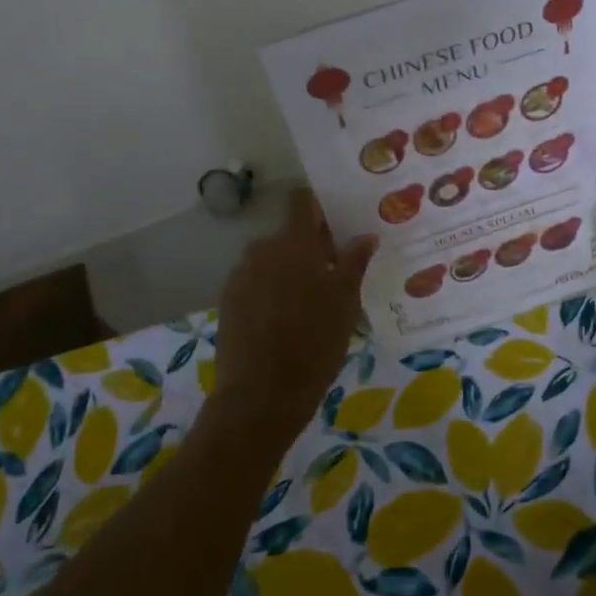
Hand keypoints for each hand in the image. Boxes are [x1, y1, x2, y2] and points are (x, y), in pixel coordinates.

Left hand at [214, 188, 375, 433]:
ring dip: (291, 270)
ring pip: (272, 260)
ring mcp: (241, 275)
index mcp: (293, 244)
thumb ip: (354, 263)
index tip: (338, 220)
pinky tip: (287, 319)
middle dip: (311, 247)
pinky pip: (256, 282)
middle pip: (288, 234)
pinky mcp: (228, 301)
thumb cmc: (314, 344)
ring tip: (312, 300)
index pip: (301, 201)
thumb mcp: (345, 303)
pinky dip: (272, 290)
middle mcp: (262, 250)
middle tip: (335, 272)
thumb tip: (366, 235)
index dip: (319, 205)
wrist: (261, 394)